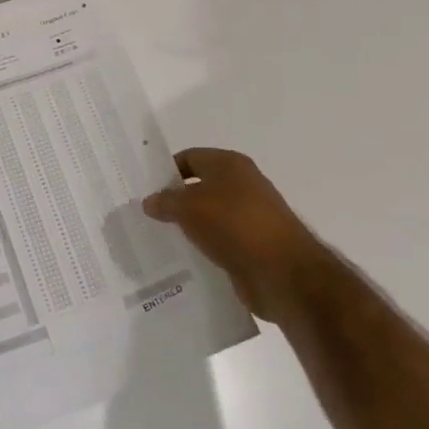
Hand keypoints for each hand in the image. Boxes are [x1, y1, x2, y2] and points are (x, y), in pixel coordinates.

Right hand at [141, 148, 327, 321]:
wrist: (282, 271)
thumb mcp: (188, 208)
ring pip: (210, 215)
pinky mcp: (254, 244)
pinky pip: (221, 239)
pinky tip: (187, 257)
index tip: (146, 190)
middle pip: (200, 186)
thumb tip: (150, 201)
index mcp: (229, 164)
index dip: (167, 171)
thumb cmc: (233, 224)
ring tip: (163, 238)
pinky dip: (205, 245)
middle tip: (149, 216)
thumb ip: (165, 201)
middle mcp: (243, 184)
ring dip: (190, 225)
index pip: (189, 157)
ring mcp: (251, 215)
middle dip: (176, 200)